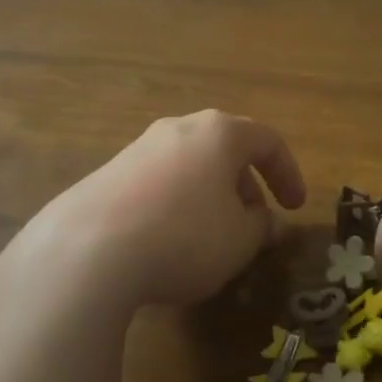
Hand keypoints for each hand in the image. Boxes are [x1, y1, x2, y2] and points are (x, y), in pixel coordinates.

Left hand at [0, 110, 306, 319]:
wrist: (86, 251)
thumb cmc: (185, 237)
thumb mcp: (240, 240)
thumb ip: (262, 228)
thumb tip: (266, 223)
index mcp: (219, 133)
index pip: (268, 141)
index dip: (288, 174)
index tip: (294, 208)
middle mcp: (178, 129)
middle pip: (224, 150)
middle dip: (245, 187)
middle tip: (252, 224)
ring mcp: (137, 149)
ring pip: (189, 167)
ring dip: (209, 197)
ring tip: (210, 239)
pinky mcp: (105, 175)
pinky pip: (156, 185)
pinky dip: (174, 206)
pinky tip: (166, 244)